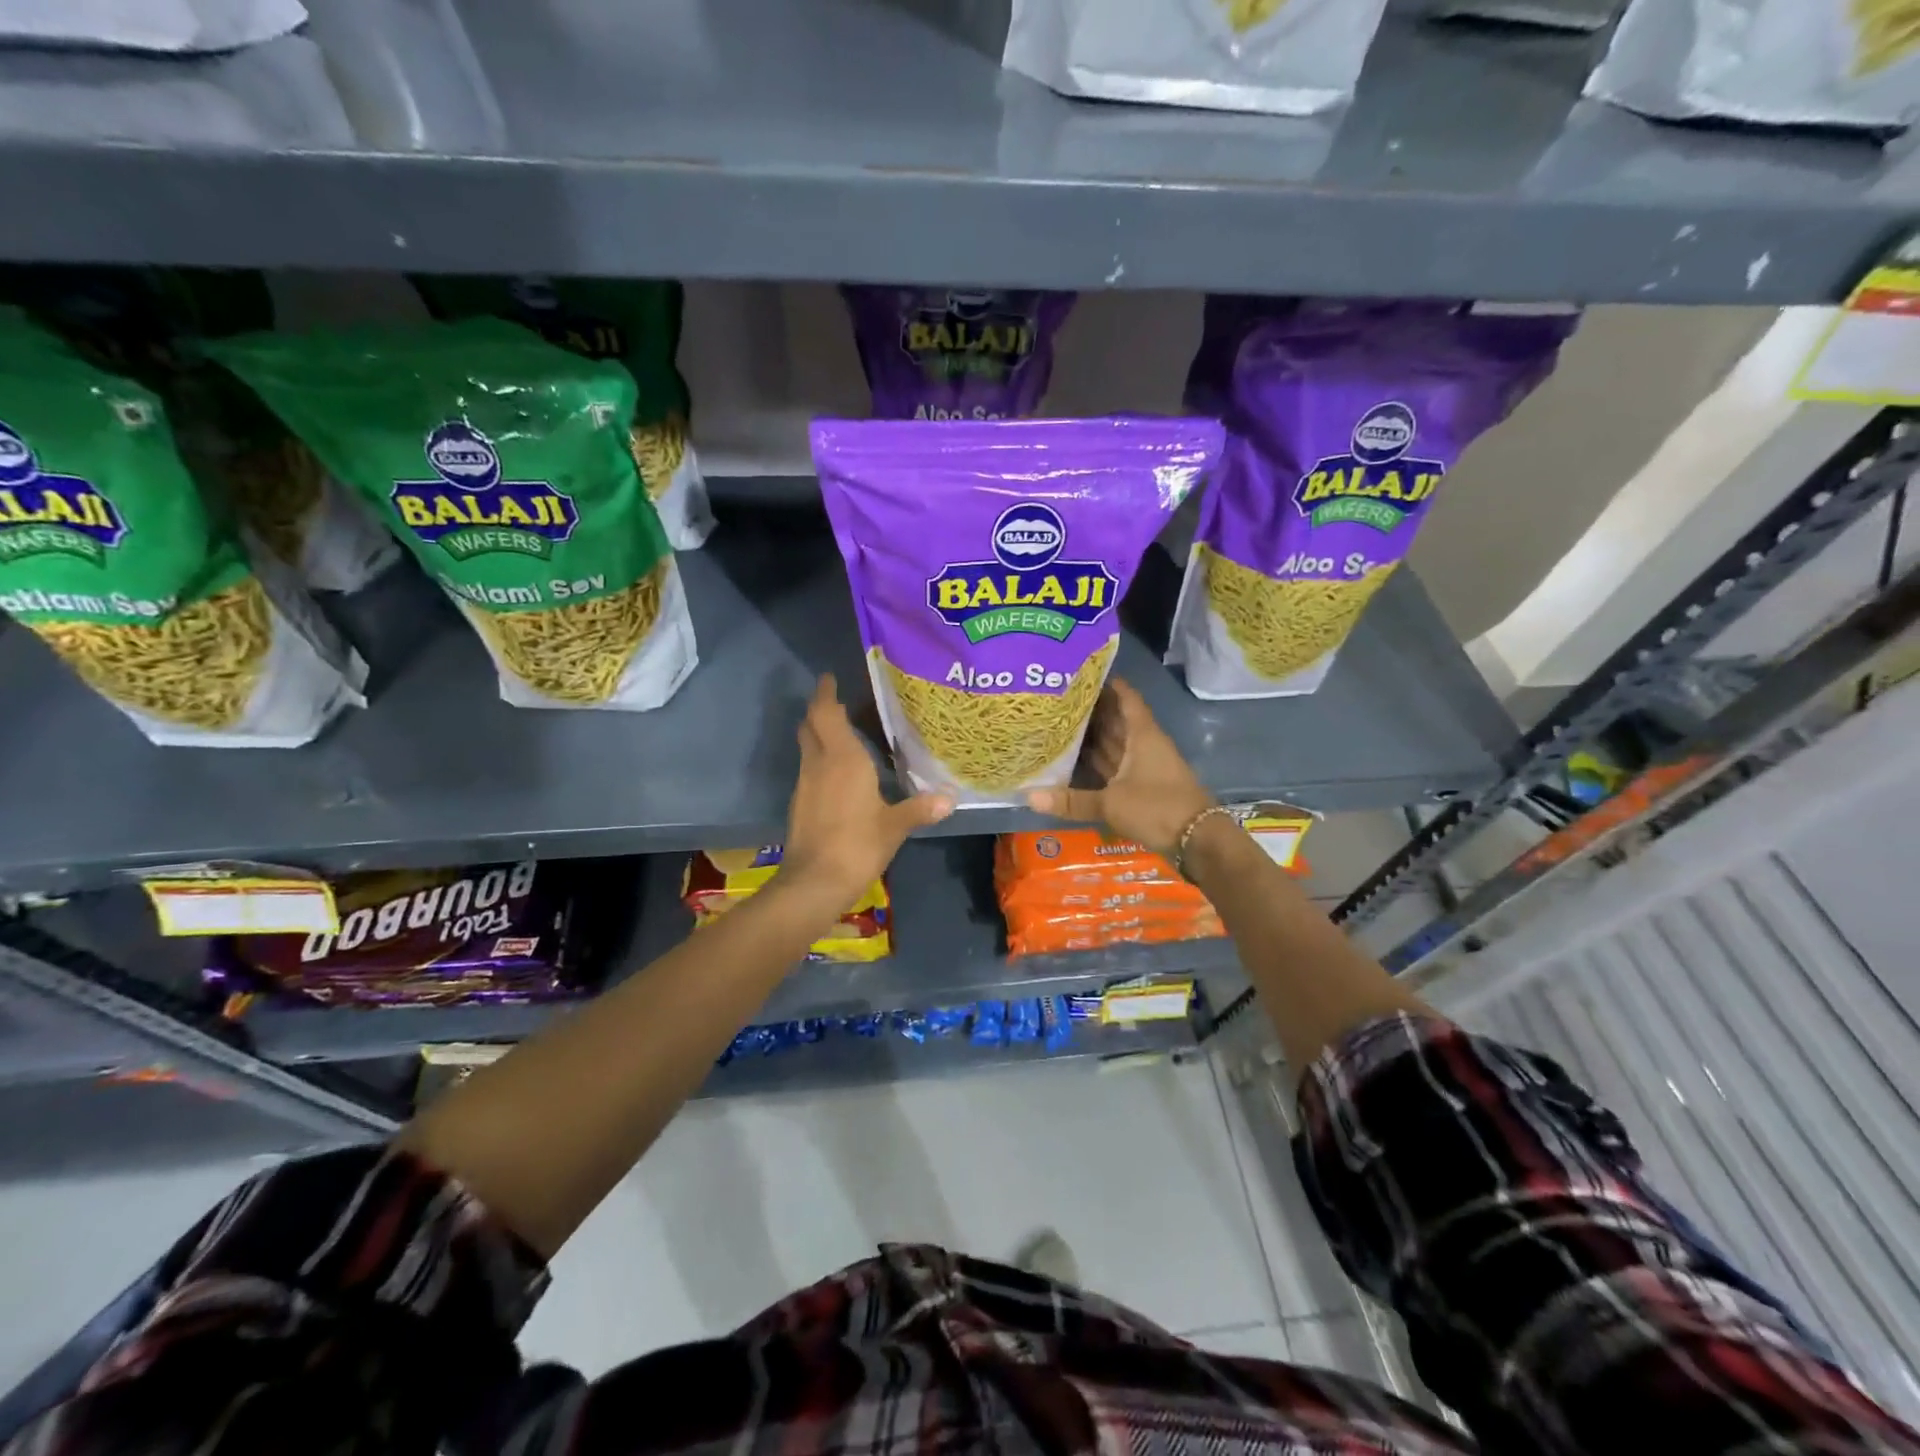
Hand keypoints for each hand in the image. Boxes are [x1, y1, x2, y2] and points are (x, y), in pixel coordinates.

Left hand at [780, 674, 953, 911]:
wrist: (814, 883)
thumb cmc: (857, 845)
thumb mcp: (895, 826)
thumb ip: (921, 808)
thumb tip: (950, 798)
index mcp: (842, 759)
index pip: (826, 714)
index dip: (825, 694)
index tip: (829, 678)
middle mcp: (818, 764)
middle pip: (811, 725)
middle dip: (820, 709)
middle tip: (838, 700)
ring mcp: (805, 784)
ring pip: (808, 747)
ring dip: (819, 734)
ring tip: (844, 732)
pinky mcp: (800, 804)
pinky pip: (809, 768)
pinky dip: (820, 759)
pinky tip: (838, 772)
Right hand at [1025, 678, 1213, 857]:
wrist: (1197, 840)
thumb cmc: (1157, 808)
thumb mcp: (1111, 804)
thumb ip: (1071, 800)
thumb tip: (1029, 796)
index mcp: (1142, 735)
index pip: (1126, 699)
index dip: (1109, 684)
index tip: (1083, 674)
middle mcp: (1144, 744)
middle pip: (1117, 720)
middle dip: (1093, 710)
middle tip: (1059, 700)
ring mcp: (1145, 765)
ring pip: (1116, 743)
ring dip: (1094, 735)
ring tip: (1060, 724)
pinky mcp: (1144, 786)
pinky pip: (1116, 765)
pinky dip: (1099, 761)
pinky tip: (1076, 760)